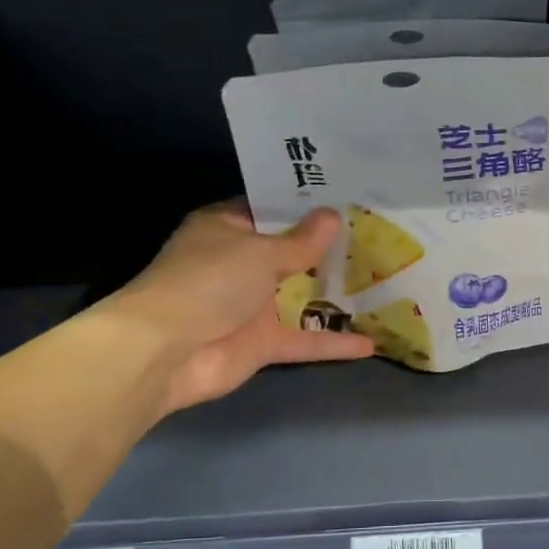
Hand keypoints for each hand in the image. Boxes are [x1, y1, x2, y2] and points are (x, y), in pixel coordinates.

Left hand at [108, 201, 371, 413]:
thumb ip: (301, 241)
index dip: (305, 204)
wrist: (165, 352)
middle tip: (377, 235)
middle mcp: (240, 263)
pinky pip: (304, 339)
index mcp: (227, 228)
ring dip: (335, 294)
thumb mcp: (260, 252)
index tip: (347, 197)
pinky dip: (333, 343)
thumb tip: (333, 216)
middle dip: (329, 247)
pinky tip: (372, 343)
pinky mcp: (261, 343)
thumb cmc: (208, 281)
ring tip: (383, 282)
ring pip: (300, 296)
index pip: (270, 209)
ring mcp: (251, 305)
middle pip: (291, 252)